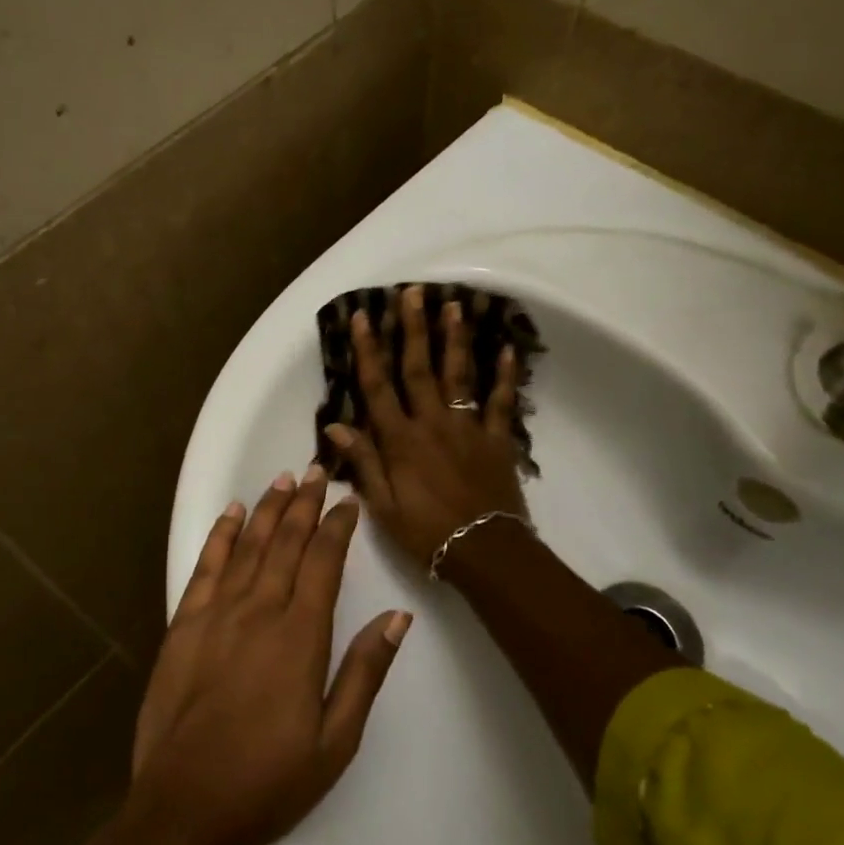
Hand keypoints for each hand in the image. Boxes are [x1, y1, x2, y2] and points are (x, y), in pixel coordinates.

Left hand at [130, 468, 410, 844]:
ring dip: (268, 509)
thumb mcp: (336, 739)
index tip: (348, 500)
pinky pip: (206, 567)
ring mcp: (216, 614)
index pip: (324, 562)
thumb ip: (365, 671)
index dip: (337, 526)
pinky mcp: (183, 625)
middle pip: (286, 543)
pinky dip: (220, 535)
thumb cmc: (270, 780)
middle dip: (305, 504)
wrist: (186, 809)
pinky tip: (232, 513)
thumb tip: (398, 617)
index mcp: (300, 636)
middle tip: (316, 471)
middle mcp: (259, 611)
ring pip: (248, 546)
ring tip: (284, 479)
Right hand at [324, 284, 528, 568]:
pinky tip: (507, 349)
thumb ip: (362, 461)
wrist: (483, 551)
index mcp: (400, 440)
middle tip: (412, 293)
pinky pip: (502, 402)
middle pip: (419, 368)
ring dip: (455, 339)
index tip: (363, 317)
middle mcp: (432, 423)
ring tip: (454, 305)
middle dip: (413, 329)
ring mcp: (467, 427)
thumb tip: (336, 423)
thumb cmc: (426, 532)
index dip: (368, 350)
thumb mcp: (382, 505)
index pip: (377, 387)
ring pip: (459, 375)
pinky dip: (506, 376)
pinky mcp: (496, 439)